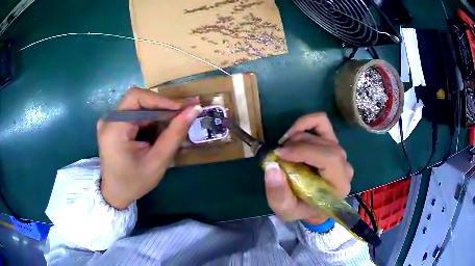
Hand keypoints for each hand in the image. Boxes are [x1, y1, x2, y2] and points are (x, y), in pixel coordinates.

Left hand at [98, 88, 201, 209]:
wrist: (115, 194)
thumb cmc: (135, 182)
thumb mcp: (157, 161)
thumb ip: (175, 134)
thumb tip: (194, 109)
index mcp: (114, 128)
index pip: (136, 97)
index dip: (161, 99)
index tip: (183, 108)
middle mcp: (108, 120)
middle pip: (137, 100)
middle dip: (161, 106)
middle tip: (183, 114)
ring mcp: (109, 121)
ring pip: (137, 106)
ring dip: (157, 113)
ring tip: (174, 123)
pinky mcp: (113, 125)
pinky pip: (134, 114)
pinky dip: (149, 119)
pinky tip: (159, 130)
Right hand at [264, 113, 353, 224]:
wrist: (313, 207)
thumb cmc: (301, 209)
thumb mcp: (286, 210)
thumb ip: (278, 194)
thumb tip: (272, 166)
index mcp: (339, 185)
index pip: (330, 159)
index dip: (304, 151)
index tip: (279, 153)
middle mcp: (344, 166)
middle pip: (325, 144)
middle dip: (297, 145)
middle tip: (277, 154)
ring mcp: (340, 152)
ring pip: (321, 132)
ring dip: (298, 136)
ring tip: (283, 149)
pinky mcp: (333, 143)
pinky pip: (322, 123)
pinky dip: (305, 123)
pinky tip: (292, 134)